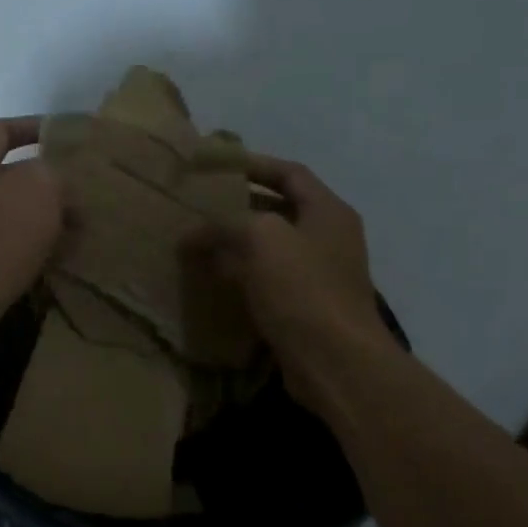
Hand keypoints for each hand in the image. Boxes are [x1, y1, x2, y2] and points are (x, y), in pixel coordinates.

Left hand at [0, 117, 64, 355]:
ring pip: (9, 213)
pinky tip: (55, 258)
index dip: (34, 127)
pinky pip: (5, 245)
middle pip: (6, 174)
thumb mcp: (40, 187)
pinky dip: (30, 248)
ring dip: (41, 219)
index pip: (2, 129)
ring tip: (75, 228)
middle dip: (44, 182)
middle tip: (79, 191)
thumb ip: (55, 174)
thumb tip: (60, 189)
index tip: (65, 137)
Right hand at [192, 154, 386, 408]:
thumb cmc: (304, 290)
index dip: (254, 165)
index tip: (216, 167)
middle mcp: (328, 239)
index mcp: (328, 212)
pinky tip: (211, 282)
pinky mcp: (304, 310)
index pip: (290, 173)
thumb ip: (224, 225)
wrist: (336, 362)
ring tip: (197, 244)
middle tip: (199, 207)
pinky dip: (240, 278)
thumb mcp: (261, 239)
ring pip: (270, 250)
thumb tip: (191, 235)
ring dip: (235, 246)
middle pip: (279, 211)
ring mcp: (318, 277)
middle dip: (238, 208)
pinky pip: (266, 283)